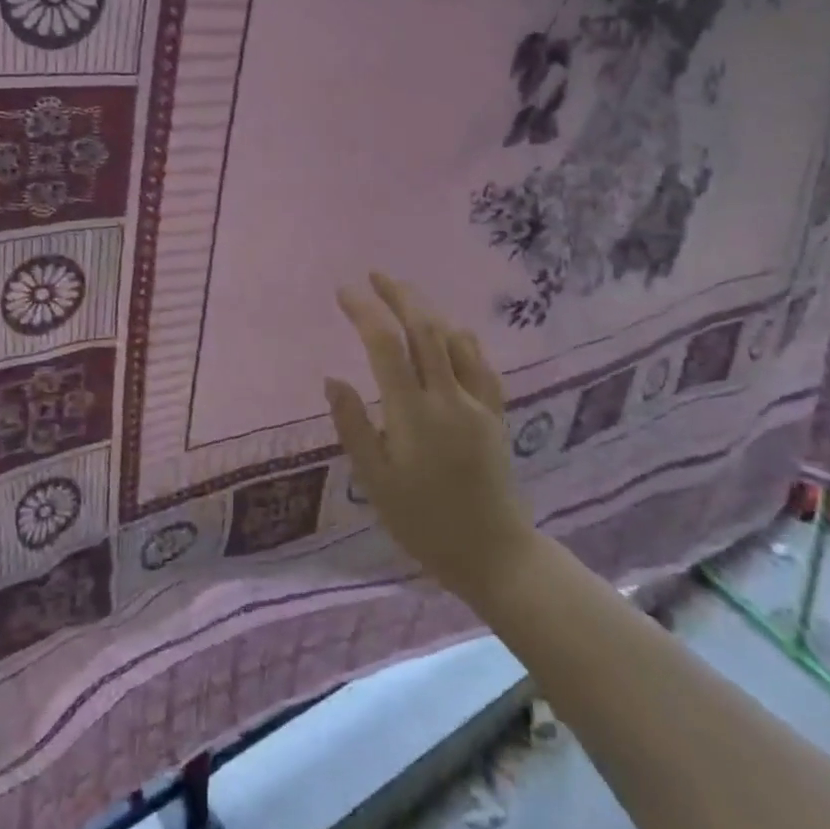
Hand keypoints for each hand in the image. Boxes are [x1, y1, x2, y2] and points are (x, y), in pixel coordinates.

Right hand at [324, 272, 536, 603]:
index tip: (343, 291)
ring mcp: (477, 402)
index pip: (384, 345)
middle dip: (399, 296)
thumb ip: (353, 427)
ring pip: (454, 339)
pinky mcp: (496, 414)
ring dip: (428, 311)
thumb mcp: (376, 483)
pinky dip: (462, 339)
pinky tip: (452, 333)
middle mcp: (447, 397)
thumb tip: (333, 380)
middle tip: (375, 276)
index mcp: (412, 413)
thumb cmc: (423, 523)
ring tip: (405, 297)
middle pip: (424, 329)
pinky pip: (481, 363)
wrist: (493, 552)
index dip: (364, 311)